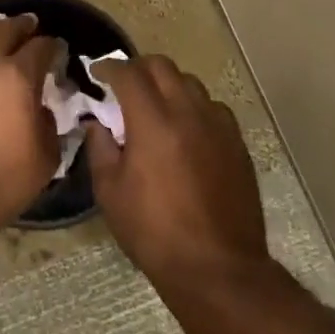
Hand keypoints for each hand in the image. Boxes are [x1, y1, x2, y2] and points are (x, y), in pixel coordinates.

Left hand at [0, 14, 61, 234]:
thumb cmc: (3, 181)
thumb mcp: (45, 155)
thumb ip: (49, 123)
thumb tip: (42, 109)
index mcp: (17, 76)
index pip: (40, 48)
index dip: (52, 45)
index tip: (58, 48)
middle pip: (3, 31)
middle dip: (20, 26)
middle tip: (30, 24)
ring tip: (3, 34)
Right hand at [86, 56, 268, 287]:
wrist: (217, 267)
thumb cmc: (154, 232)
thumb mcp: (111, 193)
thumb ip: (100, 149)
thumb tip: (97, 124)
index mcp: (153, 122)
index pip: (129, 74)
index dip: (109, 67)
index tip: (97, 72)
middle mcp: (188, 113)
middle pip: (162, 66)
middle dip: (138, 68)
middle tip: (124, 85)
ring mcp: (218, 126)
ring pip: (191, 83)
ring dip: (168, 85)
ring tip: (155, 106)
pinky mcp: (237, 144)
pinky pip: (213, 108)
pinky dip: (193, 107)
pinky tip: (186, 130)